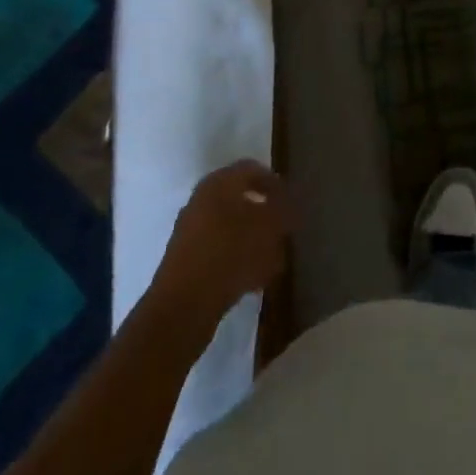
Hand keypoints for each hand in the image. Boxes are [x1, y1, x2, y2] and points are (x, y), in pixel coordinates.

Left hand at [149, 160, 291, 335]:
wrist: (183, 305)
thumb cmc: (231, 253)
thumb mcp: (269, 227)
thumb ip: (284, 211)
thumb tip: (290, 205)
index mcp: (219, 182)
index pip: (252, 169)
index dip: (275, 183)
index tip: (292, 202)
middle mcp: (201, 199)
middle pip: (241, 199)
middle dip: (265, 215)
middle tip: (283, 231)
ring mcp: (191, 230)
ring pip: (231, 228)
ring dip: (253, 240)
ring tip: (273, 260)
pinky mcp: (186, 260)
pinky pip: (219, 251)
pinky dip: (238, 259)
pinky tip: (253, 280)